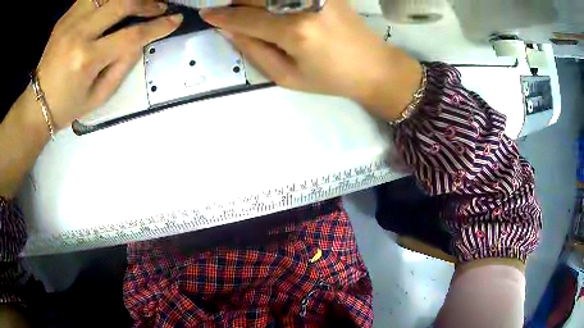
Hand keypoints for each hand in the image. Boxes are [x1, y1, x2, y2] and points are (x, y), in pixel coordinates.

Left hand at [36, 0, 182, 128]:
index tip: (175, 20)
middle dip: (147, 3)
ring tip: (138, 2)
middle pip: (122, 3)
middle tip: (160, 6)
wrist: (37, 103)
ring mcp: (70, 21)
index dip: (157, 26)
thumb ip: (122, 65)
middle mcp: (78, 34)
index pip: (131, 35)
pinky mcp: (66, 16)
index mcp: (87, 60)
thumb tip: (141, 39)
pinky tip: (115, 3)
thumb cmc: (68, 106)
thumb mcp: (99, 96)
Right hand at [200, 0, 421, 119]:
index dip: (221, 15)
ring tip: (250, 11)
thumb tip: (228, 29)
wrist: (373, 66)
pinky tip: (271, 6)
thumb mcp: (287, 77)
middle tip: (230, 12)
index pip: (244, 17)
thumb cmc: (330, 78)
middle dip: (235, 2)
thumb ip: (254, 51)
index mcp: (294, 31)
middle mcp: (304, 4)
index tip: (205, 13)